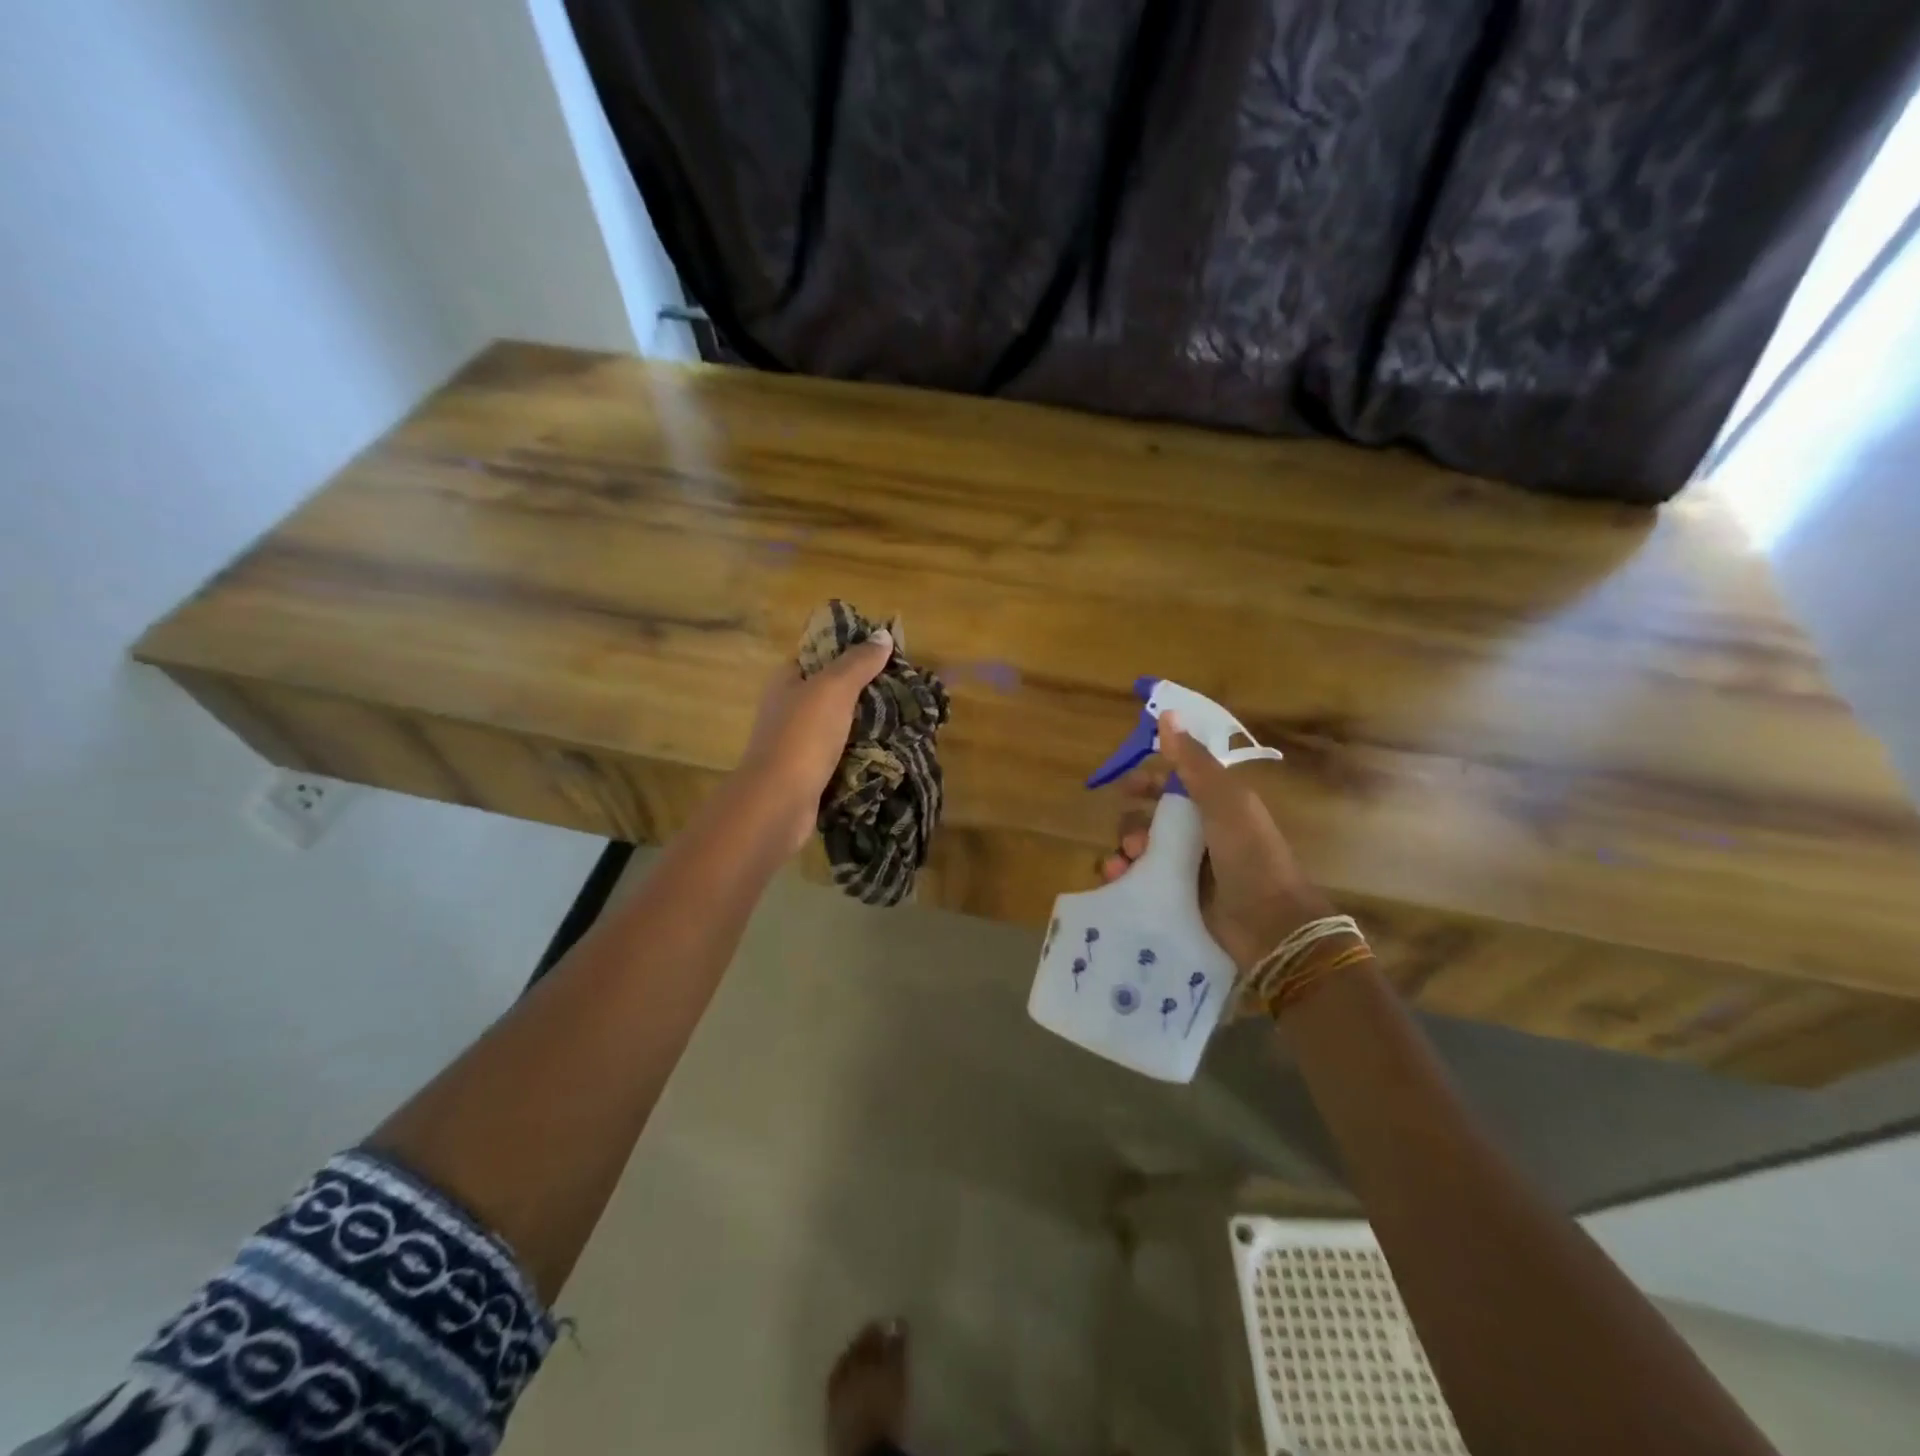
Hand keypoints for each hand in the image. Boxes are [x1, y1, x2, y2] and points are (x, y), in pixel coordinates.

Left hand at [736, 629, 894, 851]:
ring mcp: (800, 742)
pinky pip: (844, 754)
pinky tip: (892, 750)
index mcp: (788, 680)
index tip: (888, 653)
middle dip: (869, 689)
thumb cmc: (803, 736)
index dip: (852, 649)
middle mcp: (791, 707)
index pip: (821, 653)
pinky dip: (865, 752)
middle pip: (835, 690)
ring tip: (909, 717)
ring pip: (842, 724)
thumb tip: (883, 635)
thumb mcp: (834, 688)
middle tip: (906, 688)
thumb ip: (858, 662)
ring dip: (870, 723)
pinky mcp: (813, 771)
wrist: (779, 802)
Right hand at [1101, 710, 1332, 978]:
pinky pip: (1140, 881)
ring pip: (1141, 850)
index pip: (1174, 784)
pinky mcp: (1177, 898)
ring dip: (1124, 851)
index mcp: (1216, 806)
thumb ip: (1194, 762)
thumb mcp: (1225, 802)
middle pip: (1151, 818)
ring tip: (1122, 864)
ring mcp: (1188, 869)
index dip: (1148, 781)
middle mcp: (1200, 834)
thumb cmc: (1250, 856)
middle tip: (1132, 840)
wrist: (1271, 927)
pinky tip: (1117, 881)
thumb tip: (1167, 714)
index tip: (1125, 788)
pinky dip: (1125, 877)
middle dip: (1133, 823)